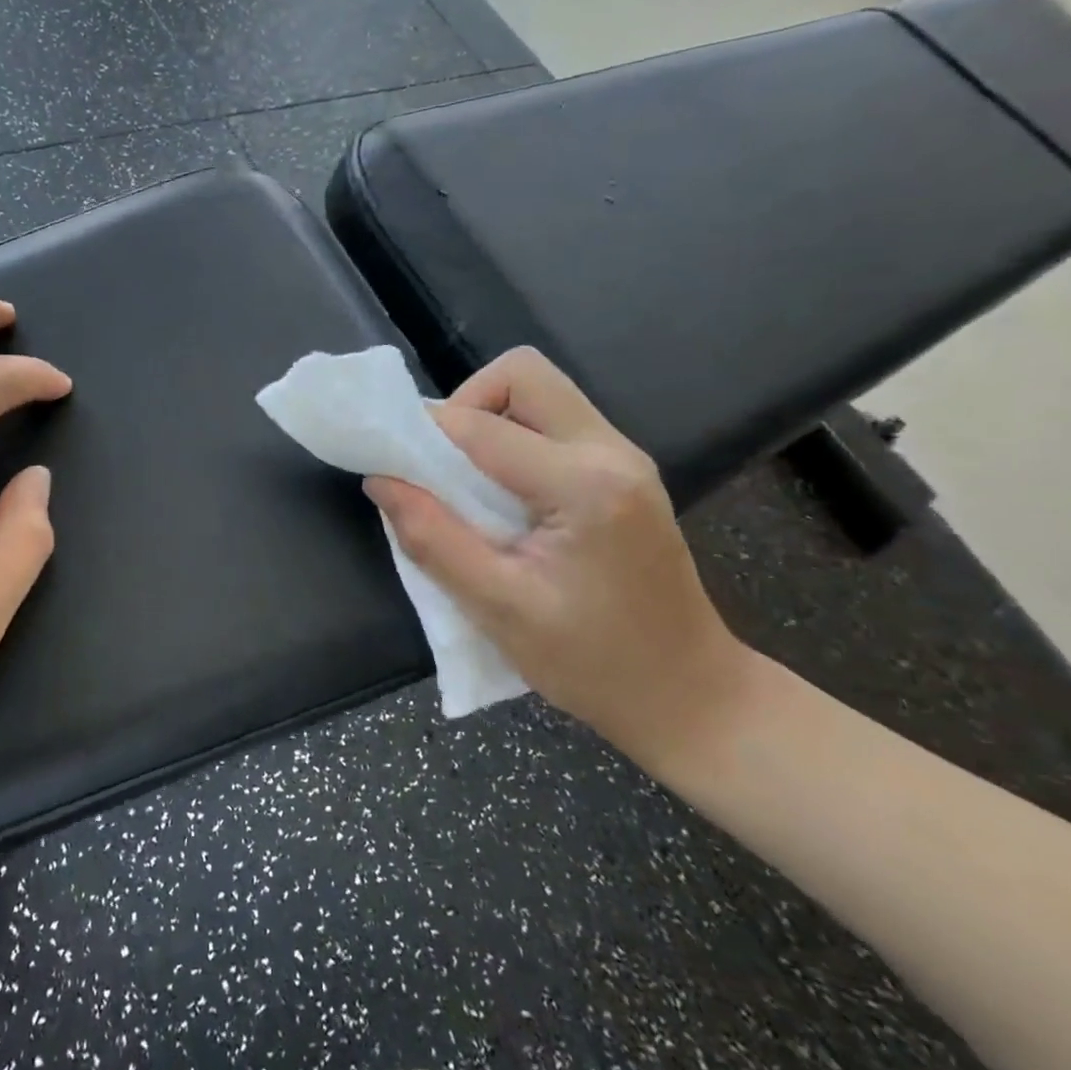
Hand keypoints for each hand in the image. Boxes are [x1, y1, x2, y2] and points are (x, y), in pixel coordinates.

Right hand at [365, 348, 745, 753]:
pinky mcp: (623, 471)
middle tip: (437, 462)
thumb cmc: (593, 663)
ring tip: (462, 478)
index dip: (422, 432)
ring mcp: (624, 457)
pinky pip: (555, 422)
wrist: (689, 695)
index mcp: (585, 486)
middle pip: (523, 374)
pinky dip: (513, 437)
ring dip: (489, 418)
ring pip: (540, 392)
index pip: (482, 426)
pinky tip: (499, 493)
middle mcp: (611, 452)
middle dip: (465, 402)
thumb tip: (381, 481)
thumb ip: (433, 538)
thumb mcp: (498, 609)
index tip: (386, 458)